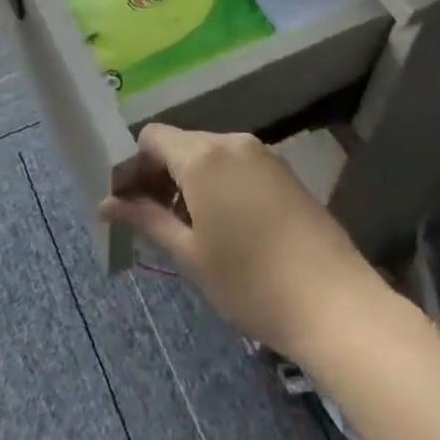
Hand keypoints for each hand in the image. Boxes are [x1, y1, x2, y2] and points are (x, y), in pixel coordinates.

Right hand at [101, 125, 391, 359]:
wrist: (333, 301)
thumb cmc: (249, 282)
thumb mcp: (190, 255)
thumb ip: (146, 219)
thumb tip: (106, 203)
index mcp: (202, 155)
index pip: (152, 137)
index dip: (134, 166)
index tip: (128, 203)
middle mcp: (231, 141)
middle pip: (181, 143)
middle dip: (160, 174)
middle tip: (151, 220)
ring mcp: (262, 154)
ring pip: (210, 154)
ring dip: (190, 180)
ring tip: (187, 228)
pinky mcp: (283, 171)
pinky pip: (237, 164)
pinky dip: (219, 183)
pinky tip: (225, 225)